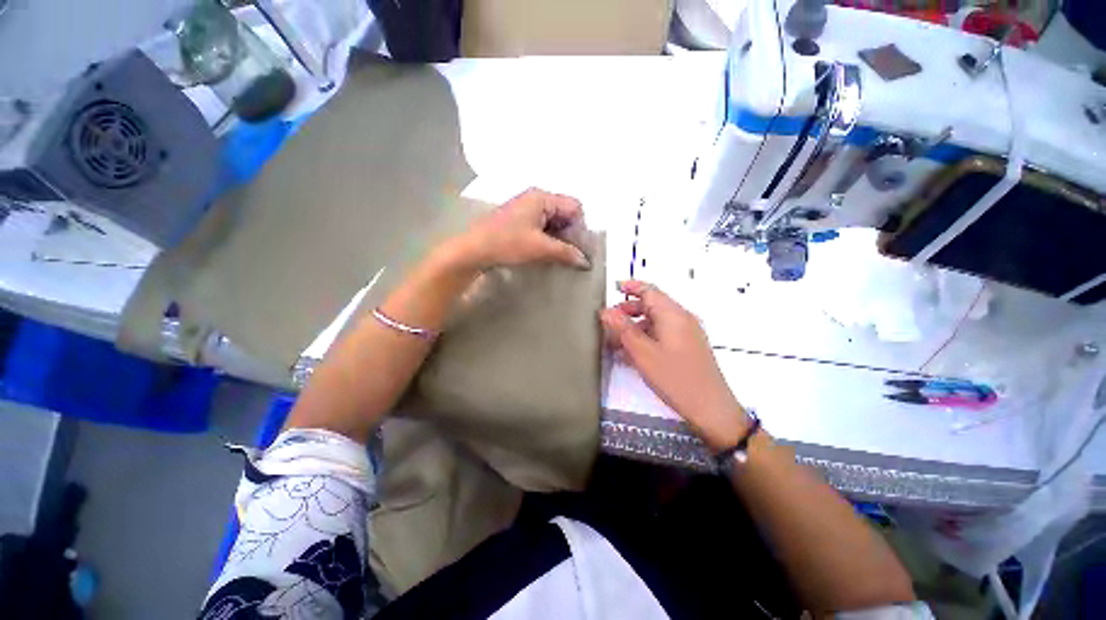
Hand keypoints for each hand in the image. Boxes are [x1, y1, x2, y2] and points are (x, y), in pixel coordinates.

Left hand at [453, 188, 591, 270]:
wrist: (474, 250)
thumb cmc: (507, 243)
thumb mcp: (540, 248)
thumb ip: (566, 253)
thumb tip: (586, 261)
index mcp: (542, 197)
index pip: (574, 207)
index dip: (580, 227)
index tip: (580, 248)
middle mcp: (536, 198)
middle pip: (565, 213)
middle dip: (571, 234)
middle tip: (573, 255)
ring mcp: (526, 209)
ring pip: (554, 221)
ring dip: (560, 238)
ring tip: (561, 256)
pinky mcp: (520, 220)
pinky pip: (543, 226)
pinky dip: (549, 239)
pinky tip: (549, 252)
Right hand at [600, 280, 748, 450]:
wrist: (710, 408)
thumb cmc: (675, 377)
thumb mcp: (643, 353)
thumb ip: (622, 329)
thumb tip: (605, 311)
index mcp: (673, 314)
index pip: (650, 290)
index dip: (631, 287)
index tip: (615, 288)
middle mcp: (682, 318)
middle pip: (652, 305)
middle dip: (629, 310)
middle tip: (610, 321)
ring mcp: (688, 333)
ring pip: (657, 321)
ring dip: (636, 326)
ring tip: (617, 341)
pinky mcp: (689, 346)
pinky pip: (663, 333)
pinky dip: (647, 336)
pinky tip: (634, 352)